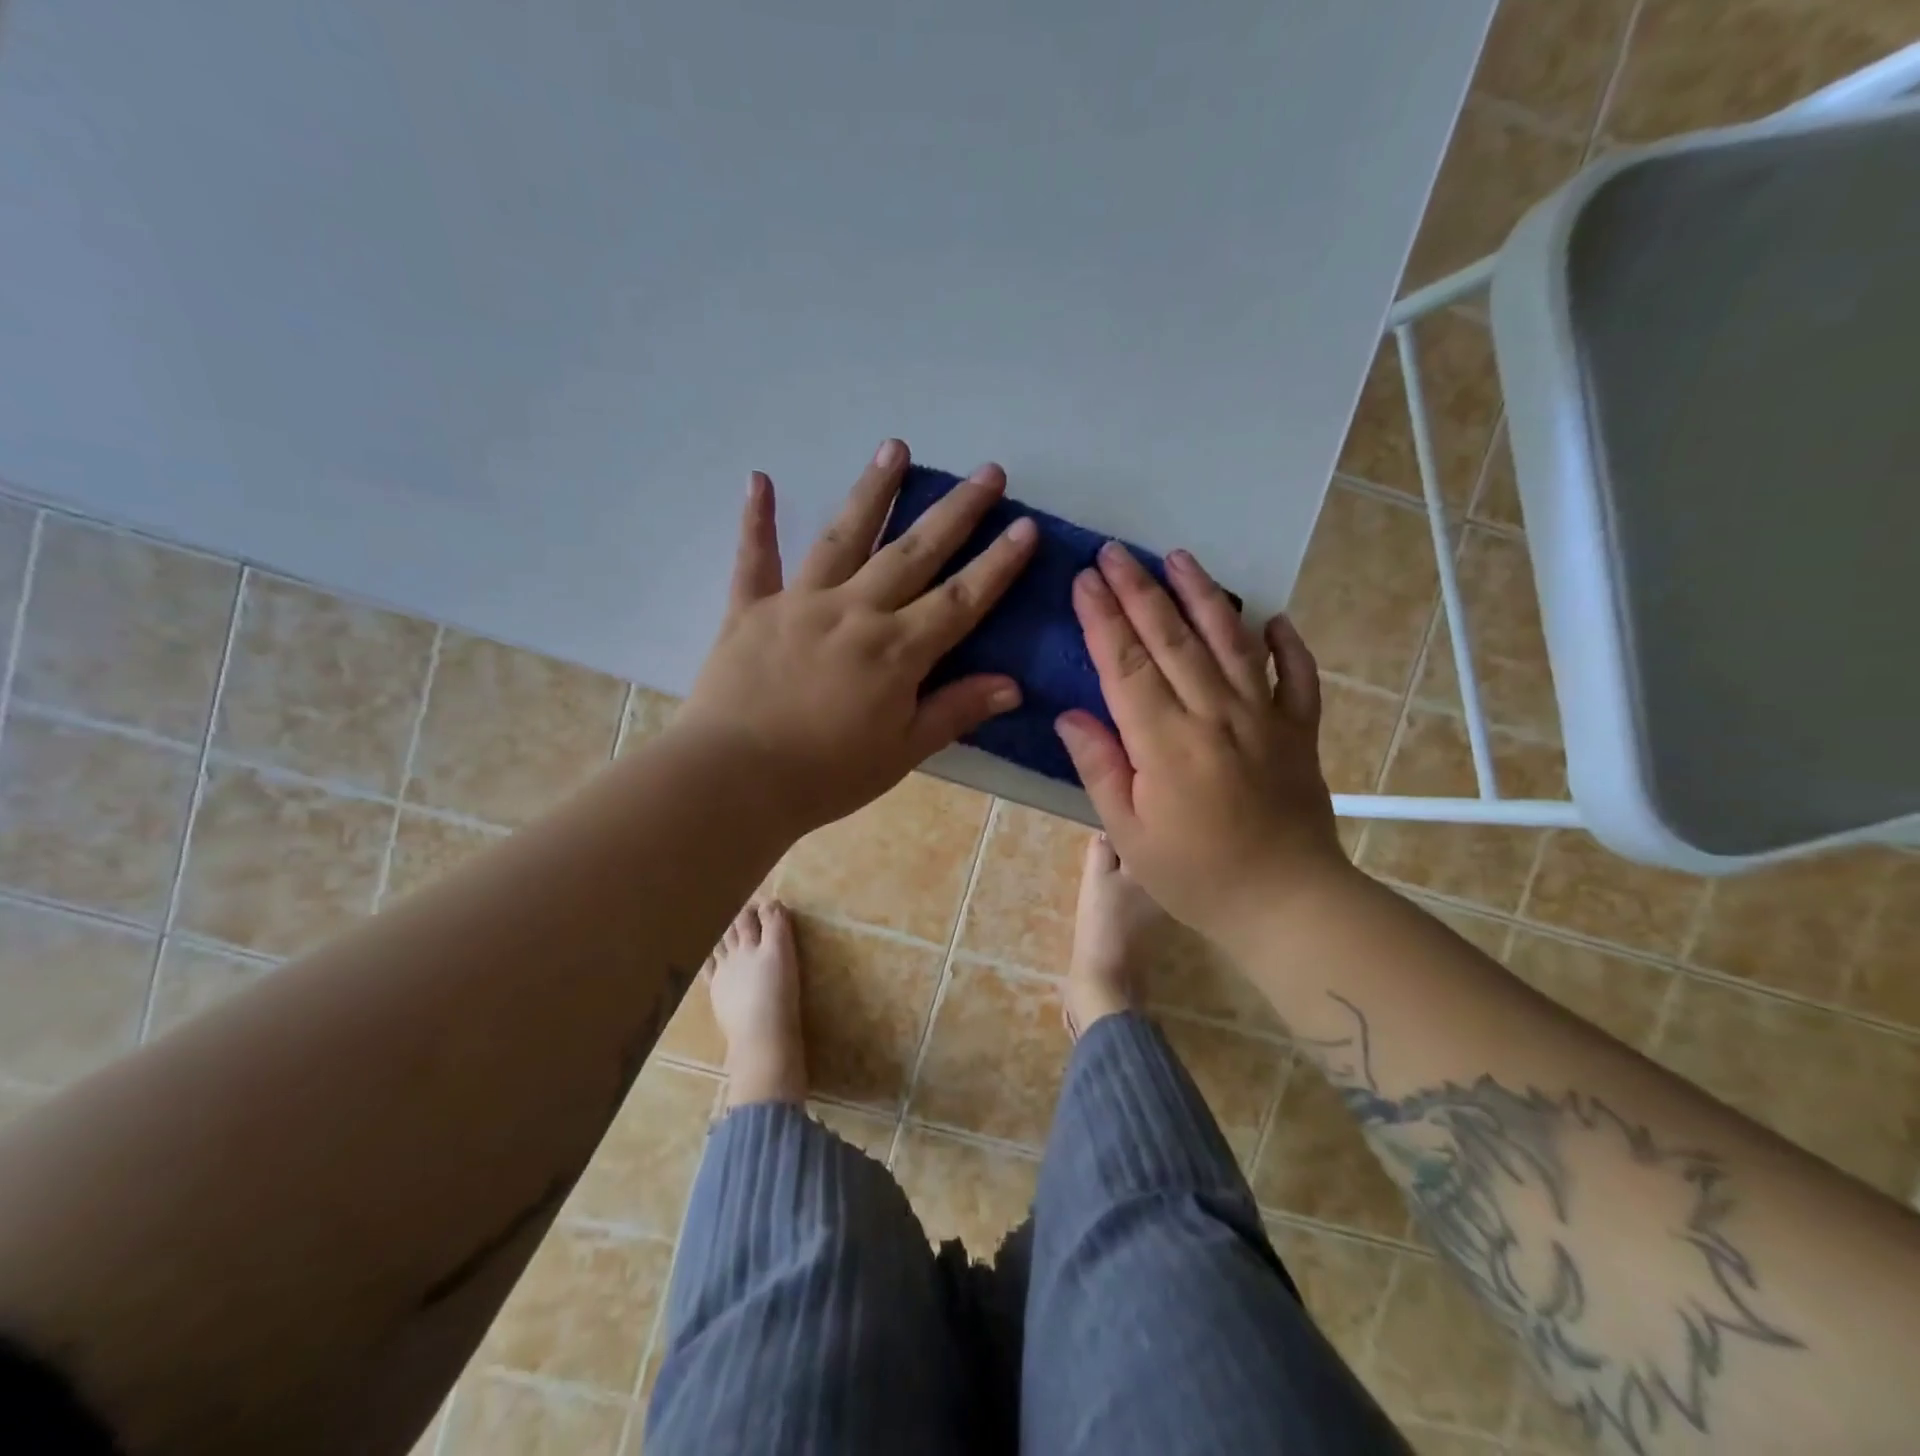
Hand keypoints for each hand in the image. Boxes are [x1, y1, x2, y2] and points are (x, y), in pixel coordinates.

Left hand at [681, 440, 1037, 834]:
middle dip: (955, 512)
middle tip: (986, 472)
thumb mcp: (902, 752)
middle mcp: (854, 611)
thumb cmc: (826, 775)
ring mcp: (800, 603)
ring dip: (873, 491)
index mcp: (896, 650)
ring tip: (896, 448)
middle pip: (913, 553)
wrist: (734, 781)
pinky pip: (754, 558)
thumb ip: (955, 711)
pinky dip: (756, 520)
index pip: (960, 599)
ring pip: (844, 537)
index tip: (1025, 526)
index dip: (996, 564)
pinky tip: (758, 479)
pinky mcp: (750, 609)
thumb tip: (1012, 684)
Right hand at [1053, 542, 1351, 943]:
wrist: (1288, 904)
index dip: (1102, 617)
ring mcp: (1264, 717)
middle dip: (1140, 590)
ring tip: (1179, 558)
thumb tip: (1070, 715)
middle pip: (1172, 639)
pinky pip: (1297, 675)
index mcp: (1165, 742)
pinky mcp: (1299, 731)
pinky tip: (1273, 618)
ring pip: (1231, 642)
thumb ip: (1100, 767)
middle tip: (1116, 551)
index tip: (1084, 579)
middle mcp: (1215, 714)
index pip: (1125, 664)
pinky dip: (1287, 643)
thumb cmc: (1195, 876)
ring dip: (1202, 596)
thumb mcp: (1129, 834)